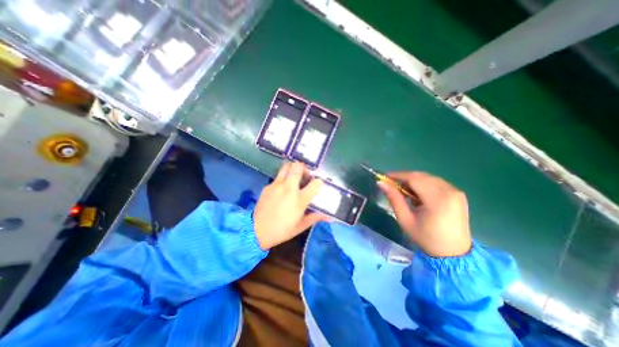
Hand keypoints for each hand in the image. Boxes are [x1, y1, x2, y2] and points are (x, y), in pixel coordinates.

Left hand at [252, 161, 328, 248]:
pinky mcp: (267, 186)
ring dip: (292, 169)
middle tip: (304, 176)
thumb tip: (330, 218)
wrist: (256, 231)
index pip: (315, 183)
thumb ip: (315, 217)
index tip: (317, 185)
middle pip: (298, 167)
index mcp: (299, 199)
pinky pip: (277, 177)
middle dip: (304, 168)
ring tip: (294, 177)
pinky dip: (283, 179)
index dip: (319, 182)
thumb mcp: (301, 226)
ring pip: (286, 167)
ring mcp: (276, 185)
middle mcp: (289, 188)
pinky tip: (282, 189)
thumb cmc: (282, 230)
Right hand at [374, 171, 471, 257]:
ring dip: (414, 181)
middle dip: (405, 177)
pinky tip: (418, 194)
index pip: (414, 178)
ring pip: (429, 178)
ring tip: (403, 190)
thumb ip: (394, 198)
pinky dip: (424, 184)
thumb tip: (381, 183)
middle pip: (422, 176)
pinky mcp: (458, 194)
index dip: (398, 175)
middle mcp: (449, 191)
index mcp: (437, 199)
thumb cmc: (426, 238)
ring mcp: (456, 192)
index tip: (385, 177)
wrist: (454, 254)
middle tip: (392, 184)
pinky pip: (437, 183)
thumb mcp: (405, 219)